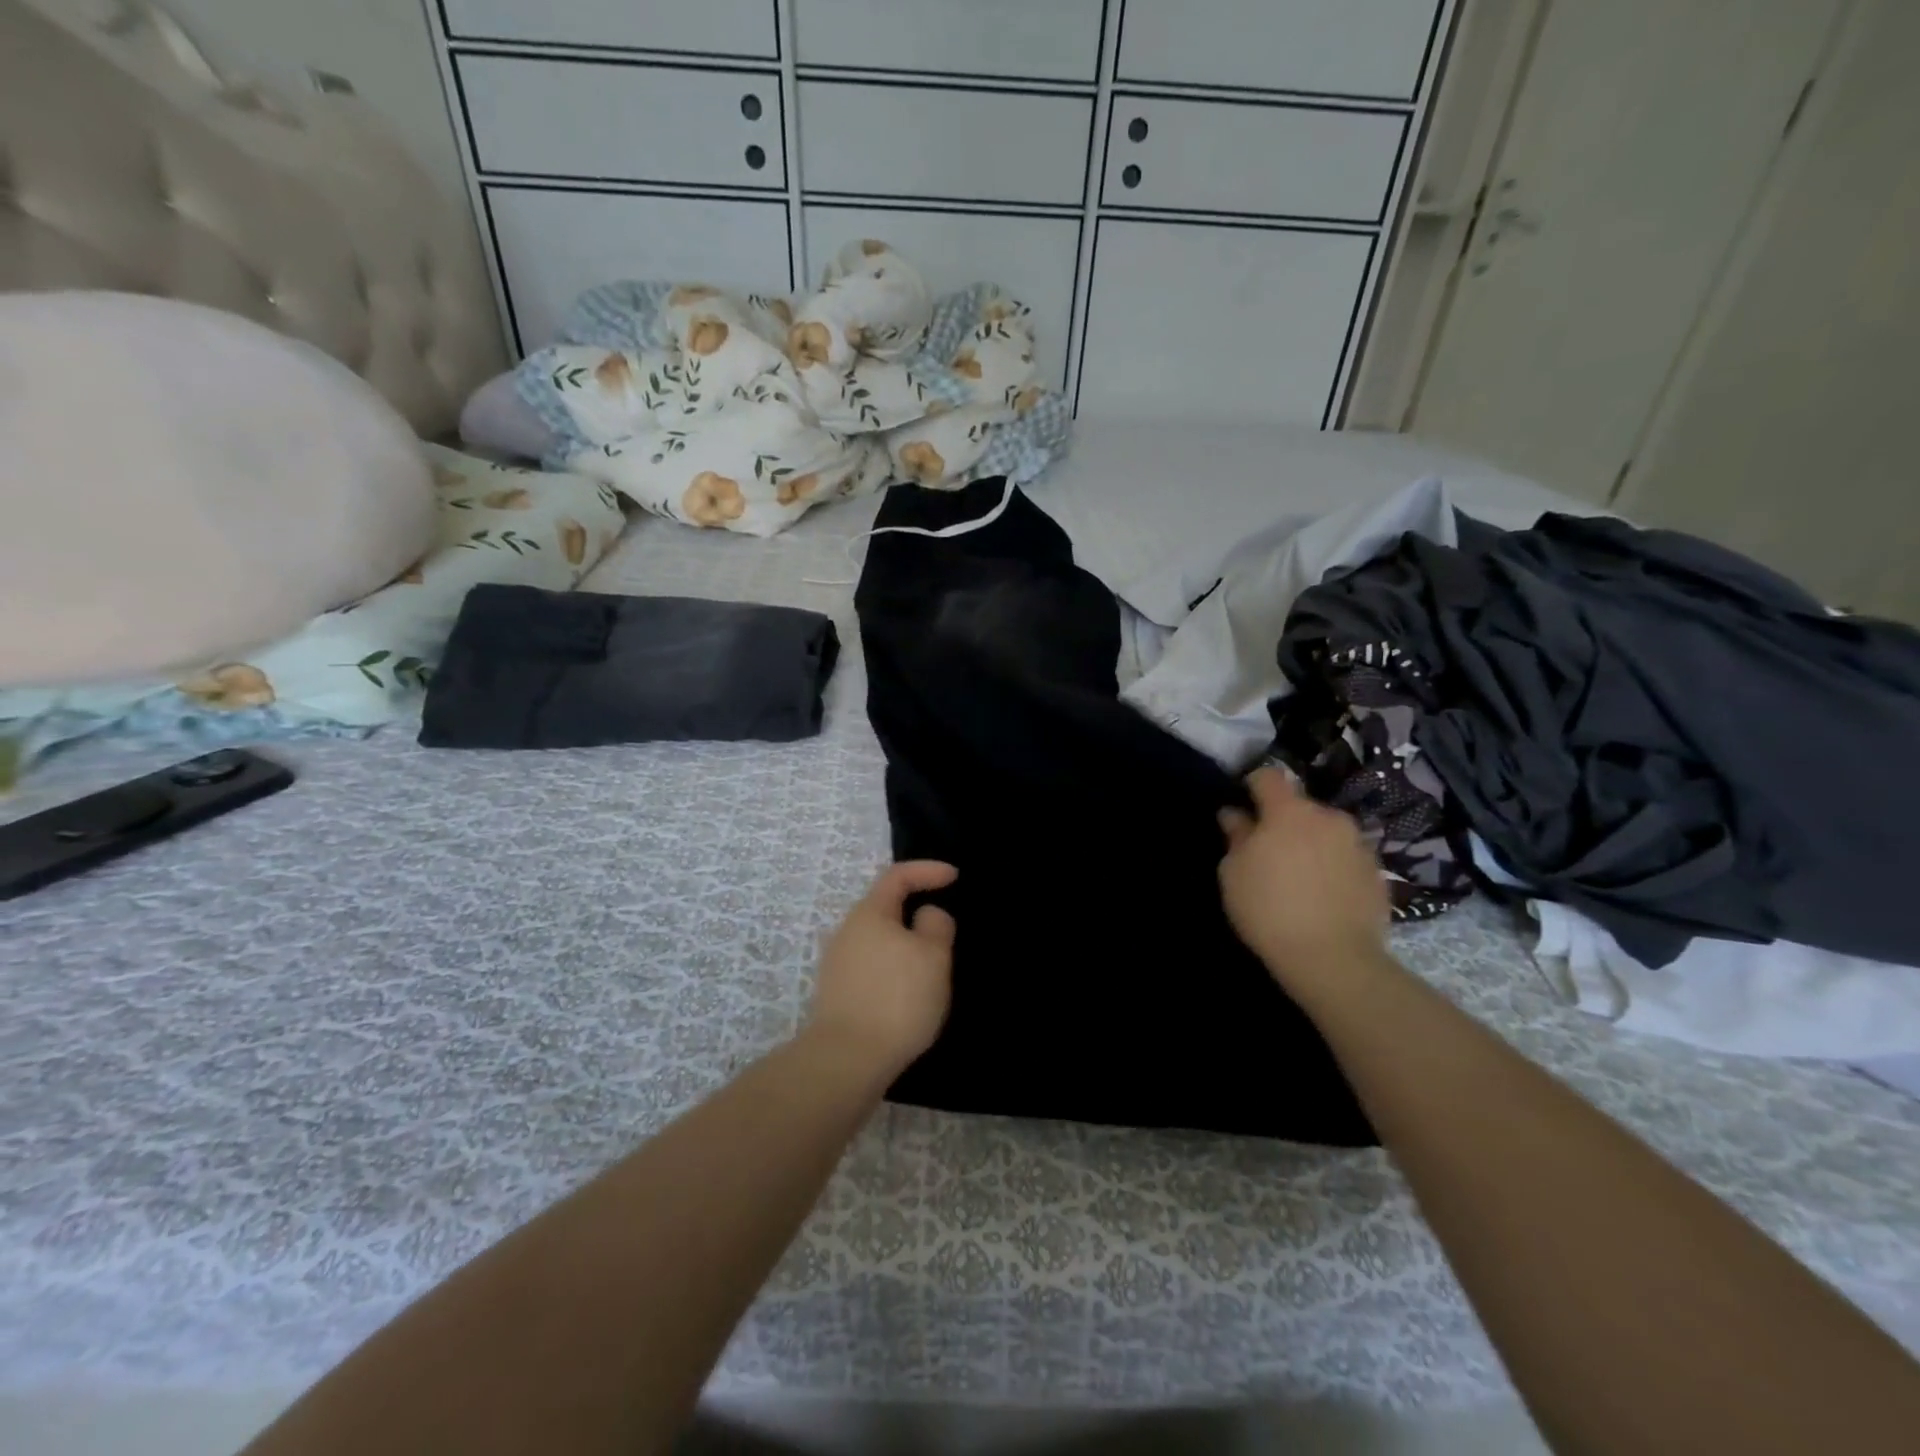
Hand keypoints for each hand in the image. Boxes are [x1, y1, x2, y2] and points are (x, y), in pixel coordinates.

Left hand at [805, 861, 957, 1078]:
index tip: (955, 877)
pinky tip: (910, 993)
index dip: (928, 870)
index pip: (898, 875)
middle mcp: (847, 931)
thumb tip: (925, 915)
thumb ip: (936, 925)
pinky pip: (873, 967)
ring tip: (932, 966)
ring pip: (879, 941)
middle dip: (916, 912)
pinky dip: (894, 969)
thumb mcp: (933, 956)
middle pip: (885, 908)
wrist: (847, 1060)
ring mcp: (838, 964)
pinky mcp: (838, 994)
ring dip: (906, 946)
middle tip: (946, 929)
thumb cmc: (897, 998)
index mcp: (869, 913)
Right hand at [1218, 768, 1389, 996]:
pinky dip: (1333, 867)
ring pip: (1326, 832)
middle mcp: (1329, 818)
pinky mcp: (1377, 873)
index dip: (1252, 786)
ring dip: (1311, 843)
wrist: (1333, 959)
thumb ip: (1236, 836)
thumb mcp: (1233, 873)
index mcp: (1289, 811)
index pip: (1268, 777)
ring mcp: (1358, 844)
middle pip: (1300, 807)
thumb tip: (1235, 815)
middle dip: (1283, 821)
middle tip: (1268, 852)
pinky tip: (1322, 896)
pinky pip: (1346, 858)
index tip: (1243, 806)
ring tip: (1299, 877)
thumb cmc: (1269, 909)